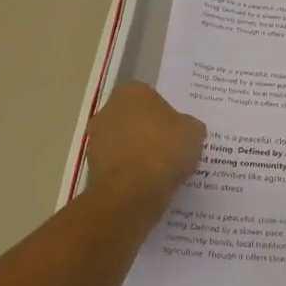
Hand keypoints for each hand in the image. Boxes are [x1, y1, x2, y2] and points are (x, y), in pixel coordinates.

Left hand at [84, 83, 205, 202]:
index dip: (167, 114)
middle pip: (135, 119)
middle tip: (173, 149)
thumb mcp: (193, 131)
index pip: (152, 97)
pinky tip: (150, 184)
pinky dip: (132, 173)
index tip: (179, 130)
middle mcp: (107, 110)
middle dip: (150, 132)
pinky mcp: (92, 168)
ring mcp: (96, 140)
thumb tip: (186, 130)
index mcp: (131, 92)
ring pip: (126, 144)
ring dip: (140, 154)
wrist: (131, 192)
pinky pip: (120, 166)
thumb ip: (190, 126)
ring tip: (164, 171)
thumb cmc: (163, 149)